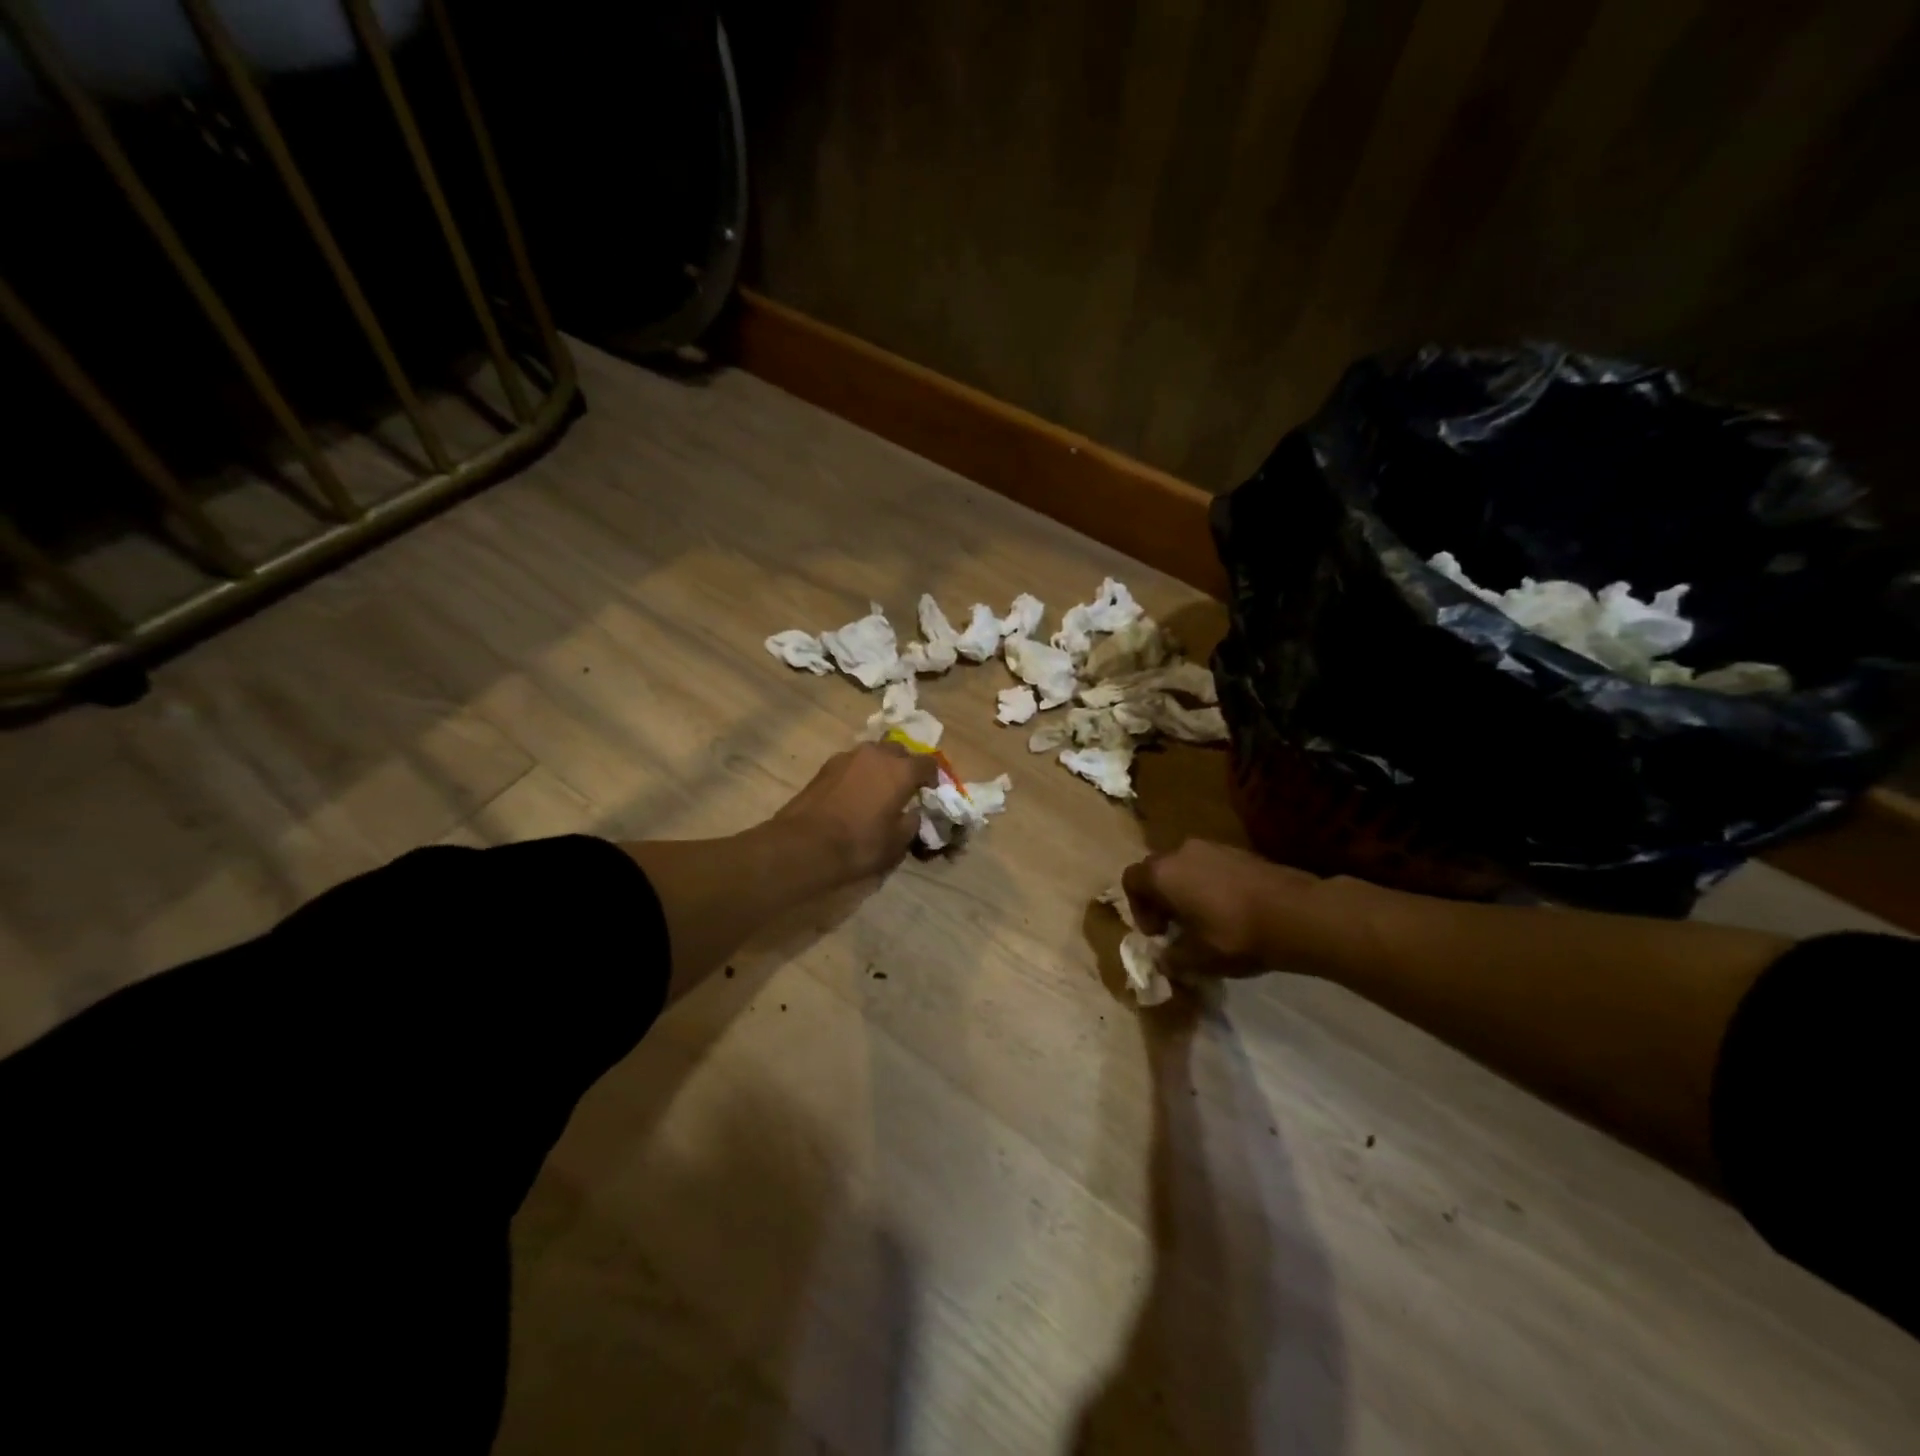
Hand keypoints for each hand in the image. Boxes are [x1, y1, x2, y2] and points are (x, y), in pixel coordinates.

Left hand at [774, 742, 938, 882]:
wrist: (804, 844)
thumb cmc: (859, 844)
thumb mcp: (897, 843)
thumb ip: (912, 823)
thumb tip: (913, 813)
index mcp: (901, 770)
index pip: (928, 763)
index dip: (933, 778)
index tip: (929, 793)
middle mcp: (876, 754)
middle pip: (899, 751)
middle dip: (905, 766)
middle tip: (904, 789)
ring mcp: (848, 756)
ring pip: (873, 754)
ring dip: (880, 767)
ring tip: (877, 790)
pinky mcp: (826, 766)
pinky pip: (852, 764)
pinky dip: (859, 773)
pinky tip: (854, 794)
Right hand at [1122, 839, 1322, 975]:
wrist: (1297, 914)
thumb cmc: (1235, 935)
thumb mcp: (1198, 959)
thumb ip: (1172, 960)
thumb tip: (1163, 960)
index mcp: (1163, 873)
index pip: (1131, 881)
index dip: (1138, 909)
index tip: (1158, 934)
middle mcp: (1182, 852)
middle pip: (1157, 871)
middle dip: (1161, 899)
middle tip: (1177, 928)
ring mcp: (1213, 847)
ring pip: (1186, 867)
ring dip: (1187, 892)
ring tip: (1206, 922)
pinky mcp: (1239, 851)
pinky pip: (1211, 866)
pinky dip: (1211, 886)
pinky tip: (1232, 912)